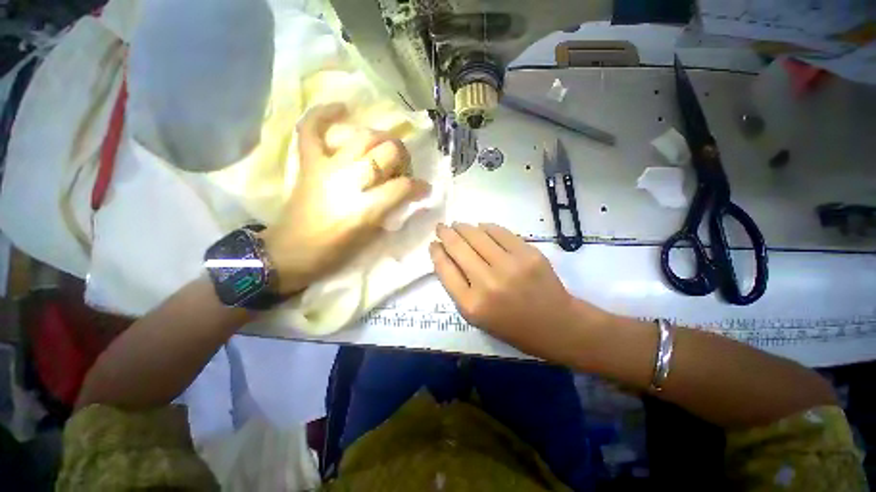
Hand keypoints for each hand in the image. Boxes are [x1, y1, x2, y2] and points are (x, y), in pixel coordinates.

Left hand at [264, 104, 429, 294]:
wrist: (291, 251)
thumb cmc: (336, 250)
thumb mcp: (371, 237)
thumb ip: (392, 212)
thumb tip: (410, 194)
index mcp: (365, 209)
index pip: (403, 187)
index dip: (418, 186)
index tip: (423, 189)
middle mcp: (348, 182)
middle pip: (387, 152)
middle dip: (402, 157)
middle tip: (401, 168)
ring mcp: (327, 167)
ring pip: (364, 137)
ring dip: (381, 140)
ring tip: (384, 149)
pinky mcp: (309, 163)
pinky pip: (313, 129)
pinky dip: (325, 115)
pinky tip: (343, 108)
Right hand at [430, 223, 608, 362]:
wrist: (555, 325)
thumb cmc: (512, 326)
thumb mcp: (476, 317)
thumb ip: (458, 288)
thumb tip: (446, 257)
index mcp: (471, 305)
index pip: (445, 269)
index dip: (436, 252)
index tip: (434, 243)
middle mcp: (487, 283)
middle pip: (458, 248)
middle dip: (446, 234)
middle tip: (442, 227)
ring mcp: (510, 266)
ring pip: (477, 235)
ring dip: (463, 227)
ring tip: (458, 225)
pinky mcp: (528, 254)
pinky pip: (500, 232)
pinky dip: (487, 227)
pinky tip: (481, 227)